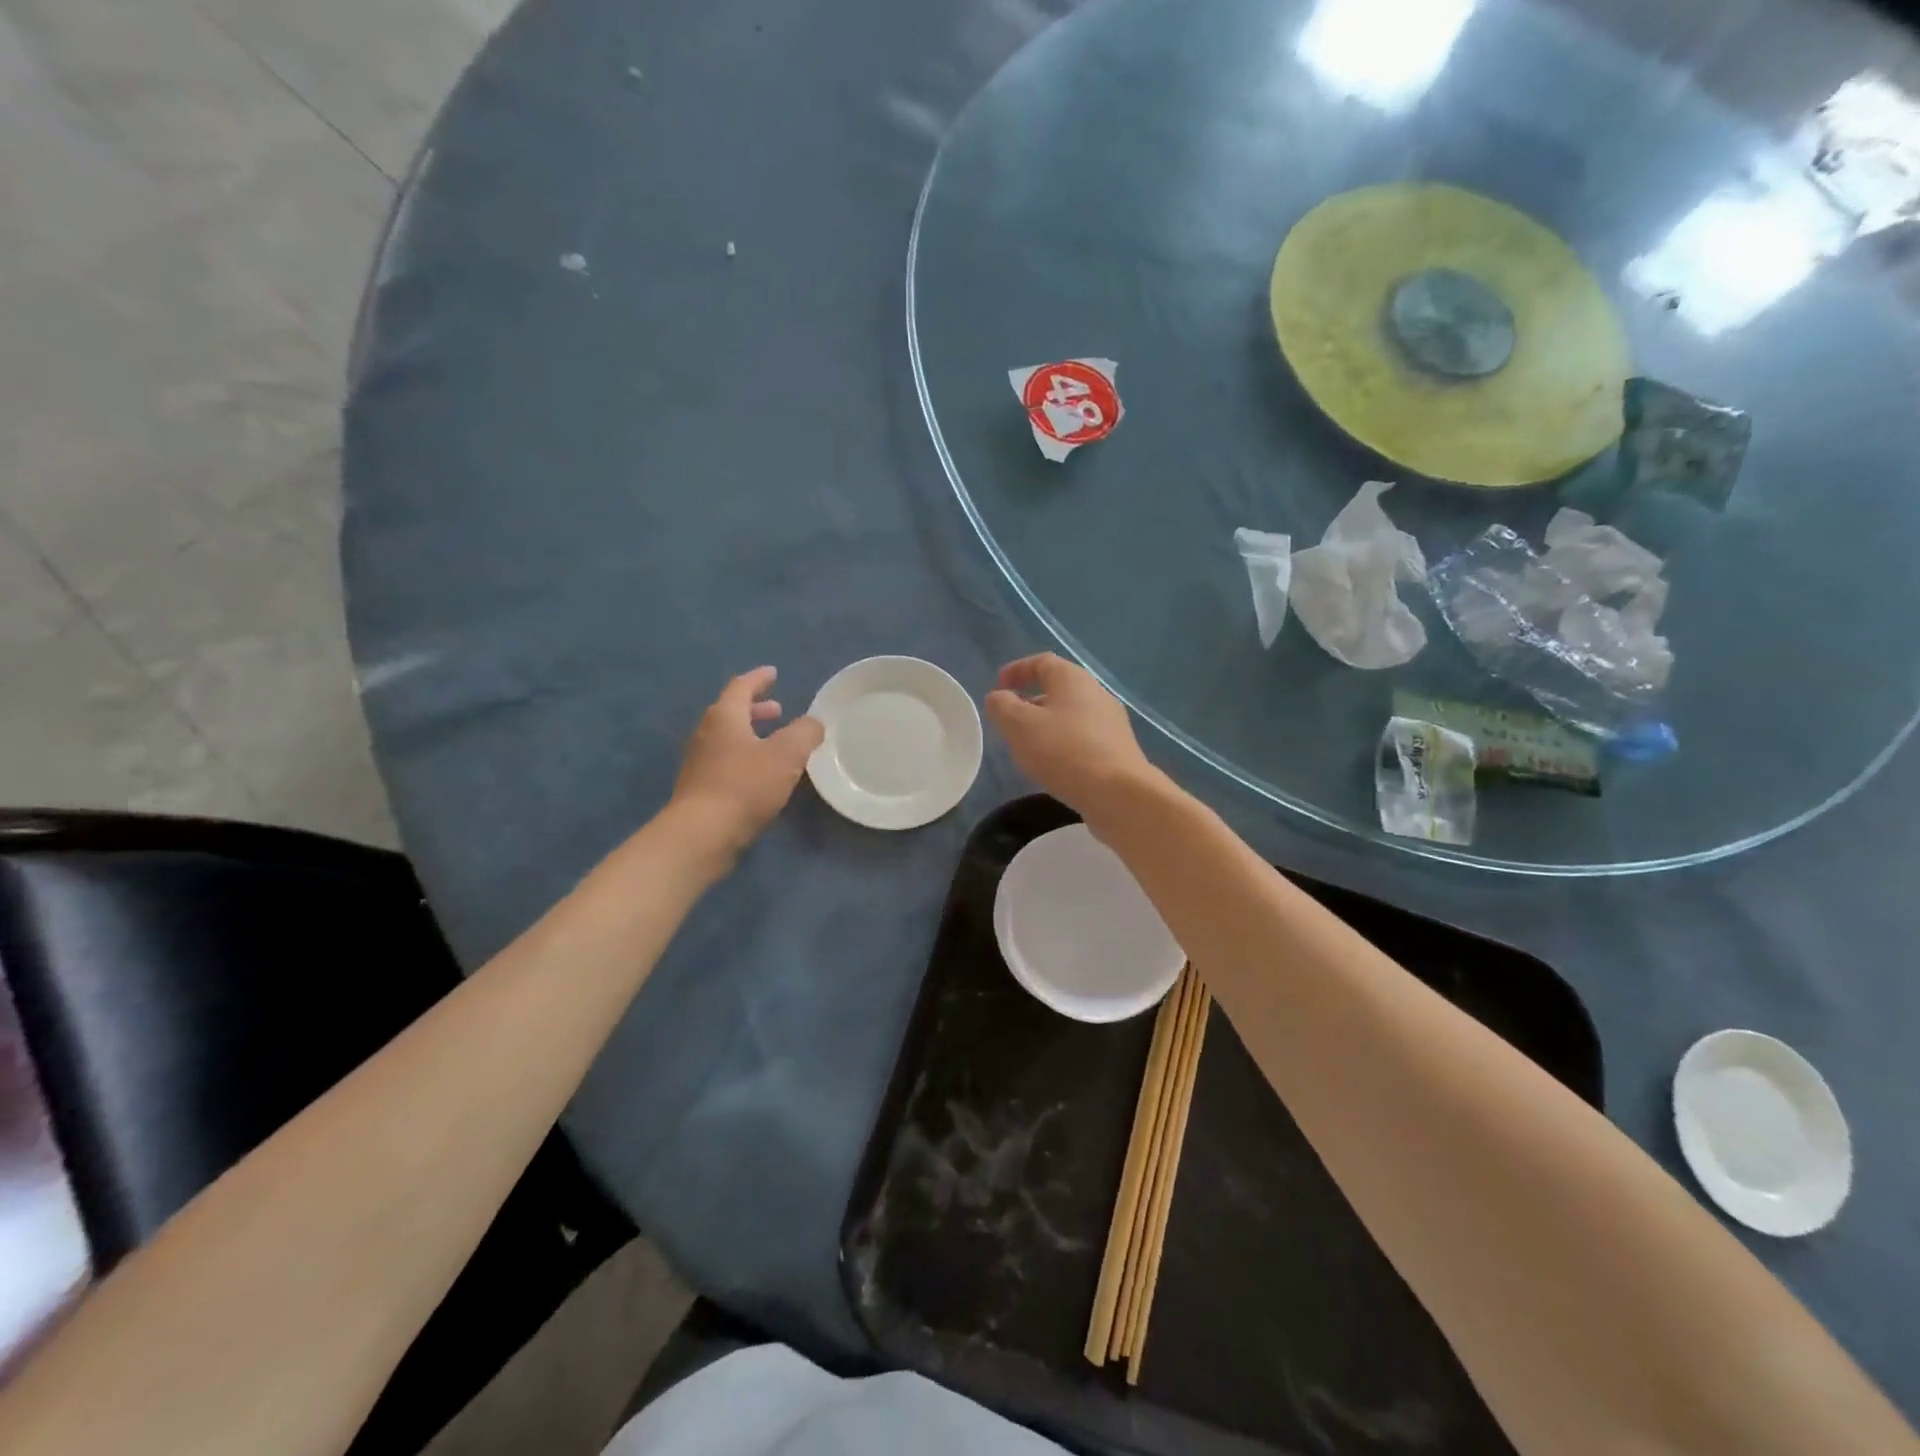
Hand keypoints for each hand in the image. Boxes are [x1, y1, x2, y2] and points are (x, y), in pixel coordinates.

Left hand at [672, 667, 823, 858]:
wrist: (702, 834)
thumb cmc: (745, 785)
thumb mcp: (786, 754)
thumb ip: (804, 733)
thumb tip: (814, 723)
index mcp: (725, 717)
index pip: (741, 687)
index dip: (758, 679)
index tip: (773, 673)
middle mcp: (707, 734)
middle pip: (731, 712)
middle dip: (756, 709)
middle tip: (778, 709)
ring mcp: (700, 763)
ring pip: (727, 738)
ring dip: (751, 734)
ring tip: (774, 743)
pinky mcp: (700, 789)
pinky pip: (725, 761)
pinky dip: (745, 757)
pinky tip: (762, 775)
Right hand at [984, 653, 1154, 818]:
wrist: (1118, 793)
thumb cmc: (1063, 751)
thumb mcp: (1019, 725)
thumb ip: (1002, 706)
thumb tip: (999, 697)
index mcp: (1072, 678)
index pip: (1041, 662)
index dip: (1017, 670)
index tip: (998, 686)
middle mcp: (1096, 693)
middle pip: (1058, 688)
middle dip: (1030, 700)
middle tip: (1009, 719)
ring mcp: (1111, 722)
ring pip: (1071, 714)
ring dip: (1046, 724)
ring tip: (1027, 746)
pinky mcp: (1118, 749)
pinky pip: (1083, 737)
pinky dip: (1063, 743)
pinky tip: (1053, 765)